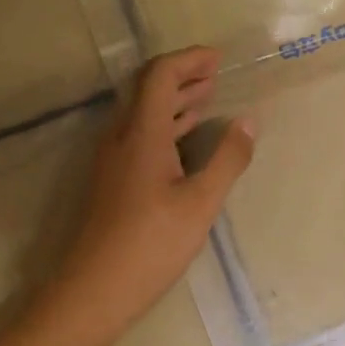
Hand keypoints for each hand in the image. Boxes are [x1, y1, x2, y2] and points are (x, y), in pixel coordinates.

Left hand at [49, 47, 254, 335]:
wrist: (96, 287)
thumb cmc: (152, 244)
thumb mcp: (200, 203)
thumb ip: (227, 159)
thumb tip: (249, 121)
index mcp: (142, 134)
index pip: (160, 76)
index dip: (189, 60)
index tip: (218, 58)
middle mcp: (121, 138)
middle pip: (148, 90)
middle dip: (183, 76)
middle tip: (215, 73)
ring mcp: (113, 160)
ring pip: (143, 115)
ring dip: (174, 102)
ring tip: (207, 98)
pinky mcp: (113, 180)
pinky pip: (140, 137)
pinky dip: (166, 127)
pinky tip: (185, 140)